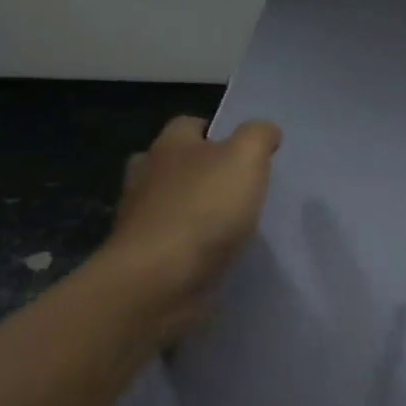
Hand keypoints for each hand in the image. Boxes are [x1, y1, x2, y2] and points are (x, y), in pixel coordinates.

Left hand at [106, 115, 282, 339]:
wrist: (158, 281)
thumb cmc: (203, 210)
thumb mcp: (245, 159)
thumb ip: (257, 137)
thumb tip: (266, 130)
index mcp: (168, 145)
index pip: (190, 124)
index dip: (217, 132)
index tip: (243, 150)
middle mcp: (147, 176)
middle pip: (174, 164)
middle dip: (199, 172)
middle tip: (235, 187)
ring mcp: (140, 219)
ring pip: (168, 204)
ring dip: (192, 211)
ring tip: (228, 225)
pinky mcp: (142, 258)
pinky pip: (169, 243)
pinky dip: (187, 247)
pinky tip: (212, 256)